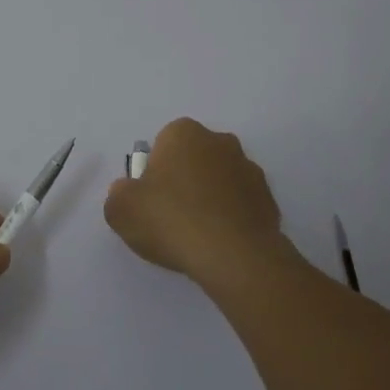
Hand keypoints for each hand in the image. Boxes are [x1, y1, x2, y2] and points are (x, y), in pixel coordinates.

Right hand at [104, 118, 298, 285]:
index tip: (151, 200)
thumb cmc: (171, 220)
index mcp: (184, 133)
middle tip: (171, 216)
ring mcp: (250, 170)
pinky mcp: (270, 200)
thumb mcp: (120, 209)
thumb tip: (130, 192)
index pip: (162, 144)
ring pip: (220, 181)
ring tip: (197, 235)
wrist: (233, 256)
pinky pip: (241, 205)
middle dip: (184, 180)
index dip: (154, 172)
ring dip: (210, 198)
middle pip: (194, 159)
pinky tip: (220, 244)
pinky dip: (231, 218)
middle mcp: (220, 142)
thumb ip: (119, 193)